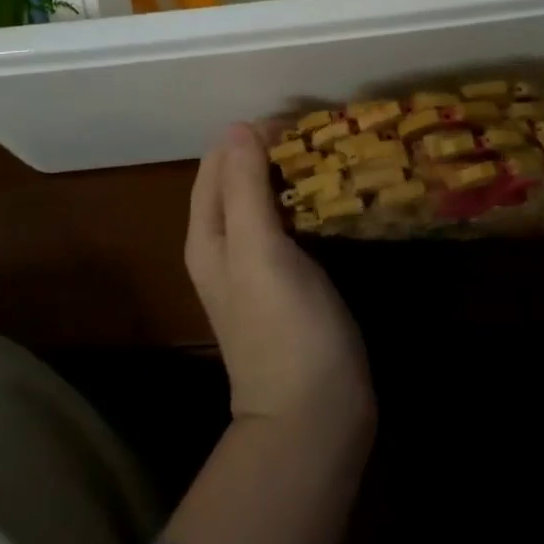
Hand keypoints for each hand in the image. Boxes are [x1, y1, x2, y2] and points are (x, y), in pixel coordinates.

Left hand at [185, 123, 374, 437]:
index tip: (297, 124)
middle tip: (321, 137)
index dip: (250, 137)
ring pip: (267, 200)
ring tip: (332, 156)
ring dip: (292, 175)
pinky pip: (289, 225)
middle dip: (274, 151)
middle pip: (241, 179)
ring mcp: (256, 266)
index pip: (218, 162)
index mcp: (208, 234)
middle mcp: (225, 245)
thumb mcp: (259, 251)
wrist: (313, 419)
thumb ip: (244, 188)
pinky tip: (335, 197)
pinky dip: (306, 203)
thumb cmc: (285, 330)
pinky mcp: (287, 281)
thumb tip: (239, 126)